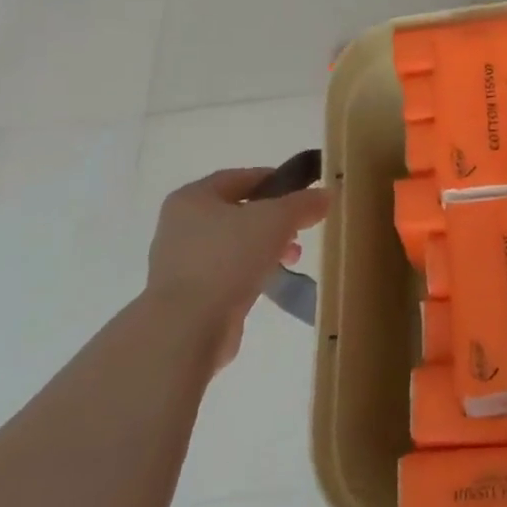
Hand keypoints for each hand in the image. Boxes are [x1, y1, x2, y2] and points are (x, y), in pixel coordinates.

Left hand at [146, 168, 328, 368]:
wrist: (187, 329)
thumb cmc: (228, 258)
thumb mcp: (276, 219)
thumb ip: (303, 203)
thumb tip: (326, 194)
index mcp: (192, 198)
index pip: (240, 178)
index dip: (274, 180)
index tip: (303, 191)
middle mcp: (180, 226)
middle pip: (238, 213)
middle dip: (274, 220)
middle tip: (300, 230)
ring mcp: (181, 264)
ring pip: (234, 245)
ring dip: (266, 248)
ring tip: (292, 259)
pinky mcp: (188, 298)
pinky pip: (227, 274)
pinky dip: (250, 274)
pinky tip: (270, 283)